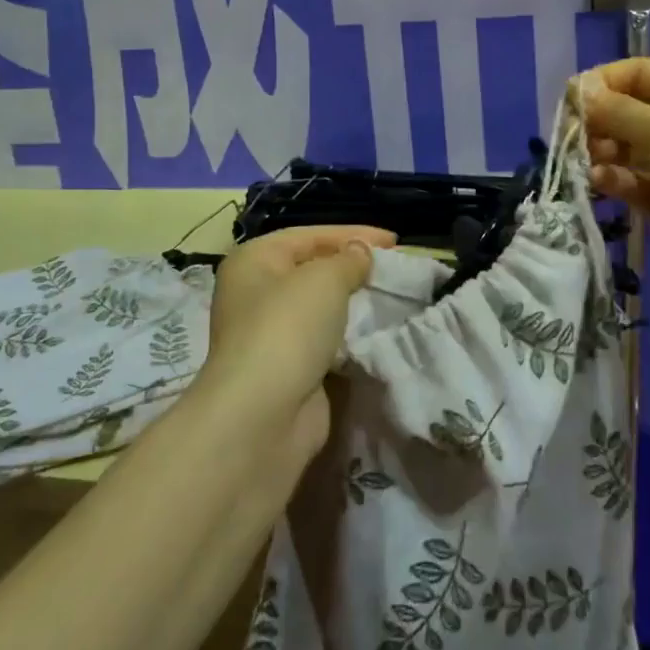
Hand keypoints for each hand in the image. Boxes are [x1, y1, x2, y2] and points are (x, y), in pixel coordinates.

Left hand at [197, 225, 393, 458]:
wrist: (263, 415)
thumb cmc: (288, 329)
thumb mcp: (324, 279)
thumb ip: (348, 260)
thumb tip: (360, 254)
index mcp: (254, 260)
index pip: (310, 235)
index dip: (354, 233)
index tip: (396, 241)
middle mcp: (255, 293)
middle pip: (313, 269)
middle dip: (354, 268)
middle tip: (395, 269)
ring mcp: (269, 334)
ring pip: (320, 307)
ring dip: (353, 303)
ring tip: (392, 297)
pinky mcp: (287, 369)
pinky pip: (324, 341)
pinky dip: (348, 336)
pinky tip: (376, 331)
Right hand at [578, 59, 649, 302]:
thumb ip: (617, 111)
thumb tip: (579, 90)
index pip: (638, 72)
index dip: (603, 81)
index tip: (570, 102)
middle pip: (629, 111)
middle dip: (599, 122)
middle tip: (575, 141)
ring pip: (629, 150)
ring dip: (604, 154)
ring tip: (589, 166)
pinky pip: (637, 184)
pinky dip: (618, 182)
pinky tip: (602, 185)